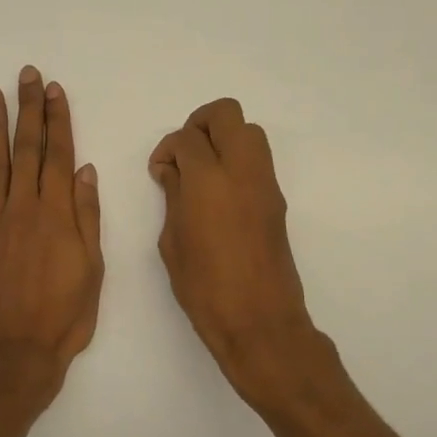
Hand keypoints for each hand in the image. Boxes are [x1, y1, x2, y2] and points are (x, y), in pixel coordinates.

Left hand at [0, 66, 104, 416]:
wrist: (15, 356)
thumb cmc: (64, 317)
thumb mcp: (93, 270)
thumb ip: (87, 217)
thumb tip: (85, 171)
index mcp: (59, 215)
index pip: (60, 155)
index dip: (58, 120)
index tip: (54, 91)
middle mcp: (25, 208)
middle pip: (29, 149)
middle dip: (29, 110)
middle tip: (27, 75)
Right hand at [149, 99, 340, 416]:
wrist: (259, 321)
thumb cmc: (205, 288)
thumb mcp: (172, 241)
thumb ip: (173, 196)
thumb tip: (172, 171)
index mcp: (209, 180)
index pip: (187, 138)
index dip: (167, 149)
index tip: (160, 171)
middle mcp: (242, 171)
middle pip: (226, 115)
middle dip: (199, 125)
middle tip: (183, 156)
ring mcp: (265, 184)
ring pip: (249, 131)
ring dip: (222, 138)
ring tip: (201, 173)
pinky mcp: (277, 200)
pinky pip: (258, 160)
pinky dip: (237, 160)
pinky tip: (218, 193)